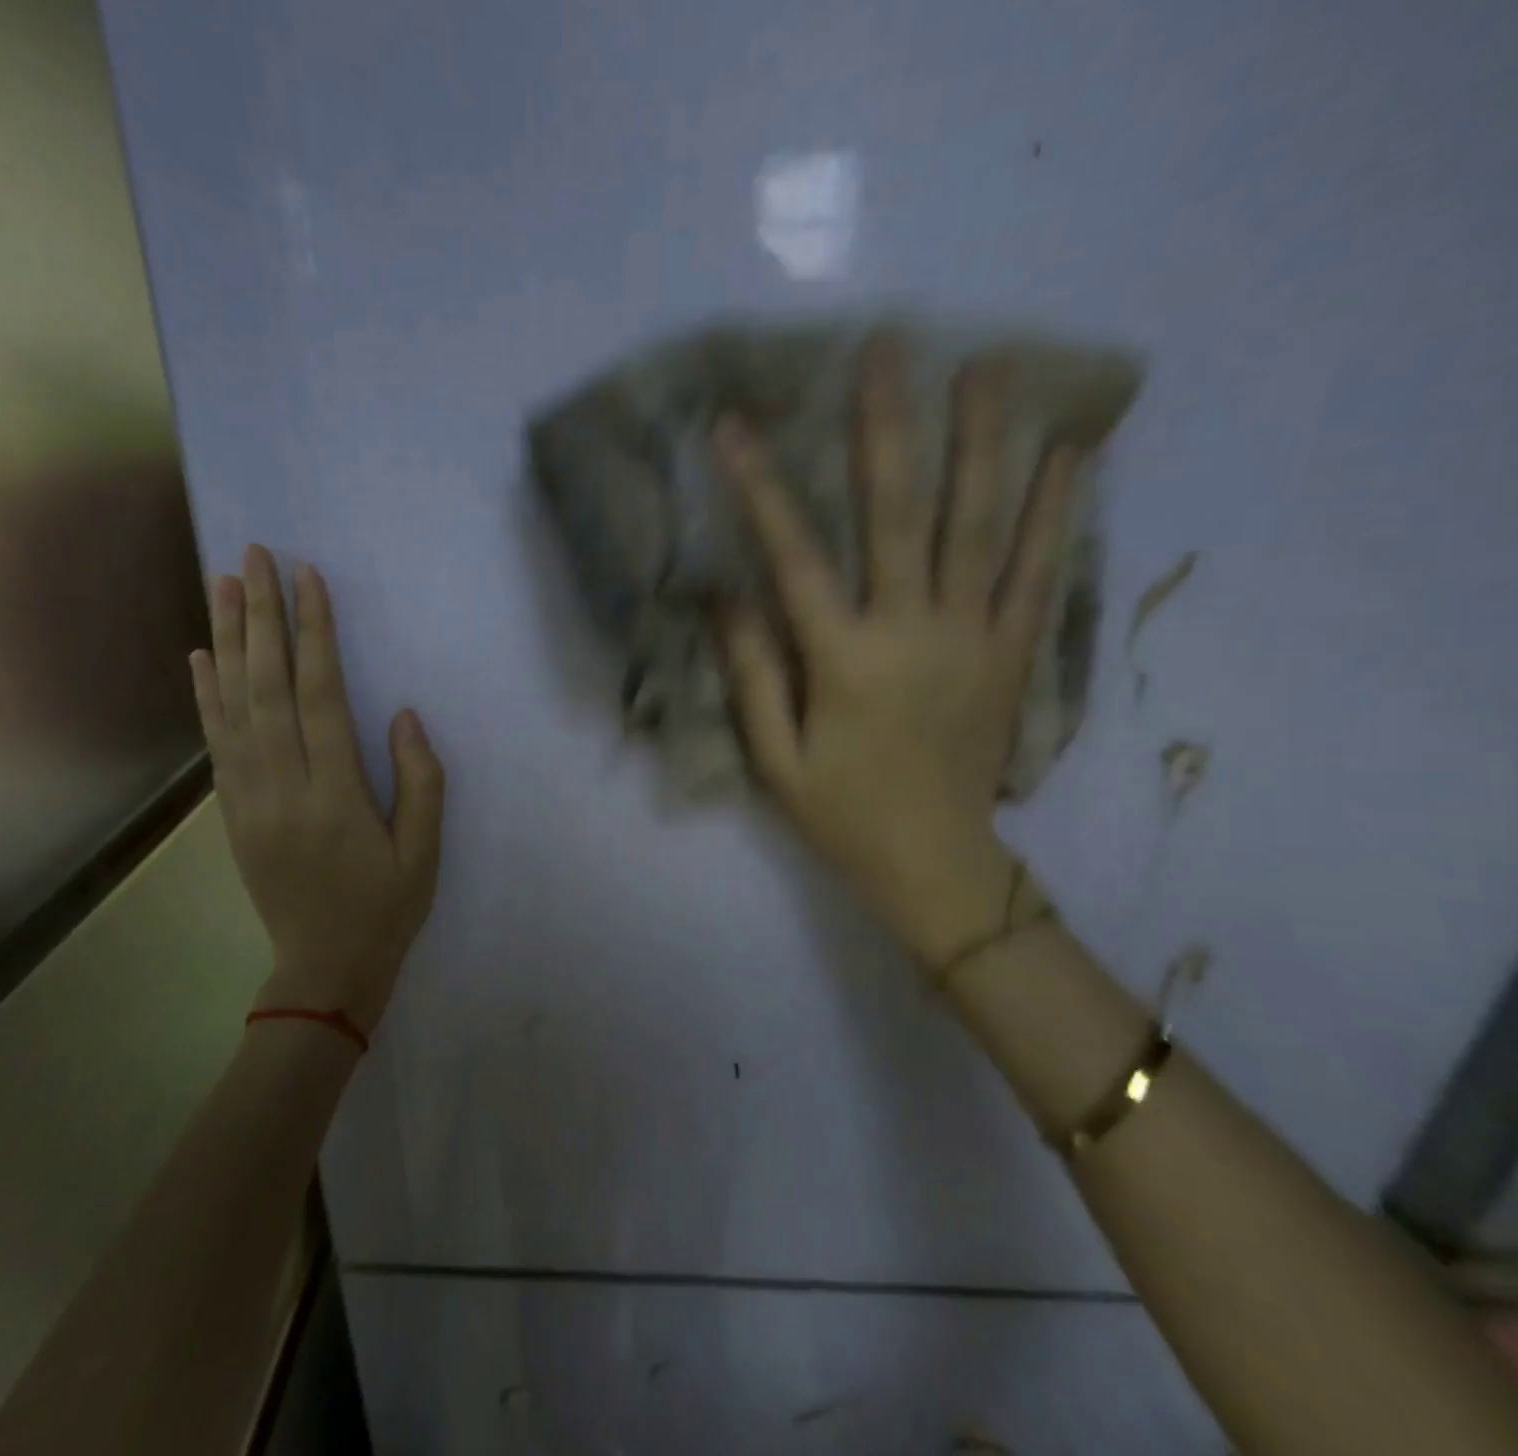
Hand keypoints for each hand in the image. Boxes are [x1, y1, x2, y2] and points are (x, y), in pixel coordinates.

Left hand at [190, 545, 443, 1035]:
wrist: (324, 970)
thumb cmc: (386, 908)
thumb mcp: (424, 852)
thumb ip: (420, 781)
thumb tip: (403, 715)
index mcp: (336, 796)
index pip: (321, 697)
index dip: (315, 634)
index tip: (309, 579)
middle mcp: (283, 787)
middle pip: (267, 687)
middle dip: (261, 616)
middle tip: (255, 556)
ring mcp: (249, 800)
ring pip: (233, 706)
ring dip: (227, 640)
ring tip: (221, 582)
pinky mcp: (232, 812)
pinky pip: (216, 744)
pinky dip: (205, 696)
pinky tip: (201, 655)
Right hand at [718, 343, 1076, 965]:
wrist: (937, 863)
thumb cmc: (841, 813)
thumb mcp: (774, 757)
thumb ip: (752, 671)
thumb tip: (721, 592)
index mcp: (845, 661)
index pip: (794, 557)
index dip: (762, 487)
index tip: (735, 425)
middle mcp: (914, 633)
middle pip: (901, 516)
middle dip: (888, 428)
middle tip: (888, 346)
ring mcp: (975, 638)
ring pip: (982, 527)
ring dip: (984, 443)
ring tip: (989, 366)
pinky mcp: (1014, 652)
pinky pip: (1039, 571)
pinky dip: (1055, 510)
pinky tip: (1069, 451)